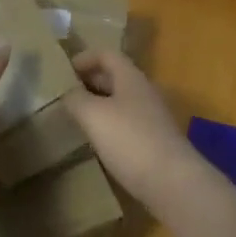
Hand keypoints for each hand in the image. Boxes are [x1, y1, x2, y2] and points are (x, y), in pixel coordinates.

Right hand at [62, 48, 192, 202]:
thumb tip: (68, 93)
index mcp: (131, 78)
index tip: (63, 70)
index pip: (107, 55)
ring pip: (121, 101)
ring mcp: (152, 117)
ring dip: (99, 103)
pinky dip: (109, 124)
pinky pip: (127, 123)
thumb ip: (76, 99)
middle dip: (90, 80)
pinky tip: (97, 140)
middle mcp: (144, 92)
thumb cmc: (130, 140)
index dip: (85, 58)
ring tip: (77, 115)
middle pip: (115, 76)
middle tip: (65, 93)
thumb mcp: (94, 115)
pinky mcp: (154, 141)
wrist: (172, 181)